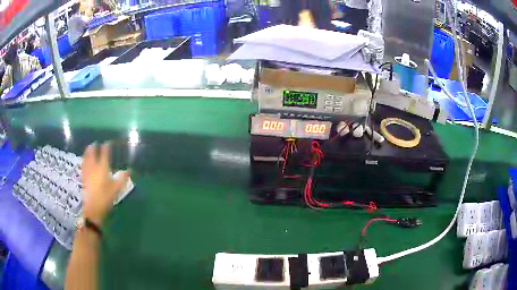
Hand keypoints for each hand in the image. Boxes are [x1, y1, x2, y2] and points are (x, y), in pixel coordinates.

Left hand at [81, 143, 129, 225]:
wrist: (92, 209)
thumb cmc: (105, 198)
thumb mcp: (116, 189)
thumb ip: (122, 178)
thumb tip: (129, 170)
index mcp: (102, 168)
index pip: (104, 153)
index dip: (106, 147)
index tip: (108, 142)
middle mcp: (93, 167)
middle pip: (92, 153)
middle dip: (94, 147)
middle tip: (96, 143)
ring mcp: (87, 171)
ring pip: (86, 157)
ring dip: (87, 151)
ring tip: (89, 147)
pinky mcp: (83, 177)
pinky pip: (83, 164)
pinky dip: (84, 159)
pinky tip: (84, 160)